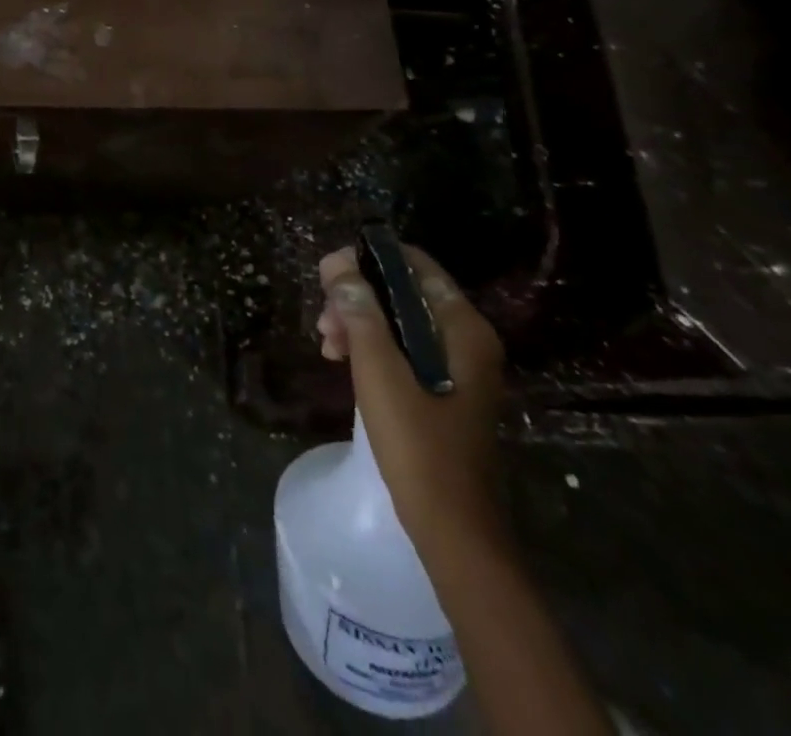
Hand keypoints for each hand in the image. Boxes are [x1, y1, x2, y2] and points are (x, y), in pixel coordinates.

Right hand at [317, 244, 505, 546]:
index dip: (370, 259)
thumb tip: (339, 265)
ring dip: (359, 322)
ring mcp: (458, 367)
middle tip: (323, 318)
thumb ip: (360, 313)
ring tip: (326, 344)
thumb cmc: (418, 446)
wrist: (453, 531)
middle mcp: (467, 339)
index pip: (416, 265)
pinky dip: (372, 347)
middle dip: (358, 297)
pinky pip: (404, 349)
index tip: (329, 273)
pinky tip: (342, 361)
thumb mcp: (379, 373)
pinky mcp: (445, 390)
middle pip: (404, 293)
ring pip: (399, 321)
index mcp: (463, 328)